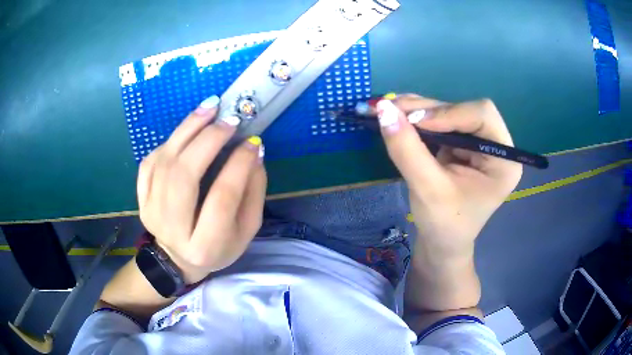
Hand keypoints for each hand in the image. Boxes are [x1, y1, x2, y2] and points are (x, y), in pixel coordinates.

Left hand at [136, 96, 266, 284]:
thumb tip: (254, 151)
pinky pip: (150, 162)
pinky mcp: (141, 199)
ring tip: (210, 108)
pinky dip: (169, 142)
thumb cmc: (218, 247)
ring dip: (187, 129)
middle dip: (208, 140)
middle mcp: (173, 228)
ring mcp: (151, 212)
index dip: (239, 164)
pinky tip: (186, 131)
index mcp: (206, 245)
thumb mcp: (247, 229)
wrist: (177, 259)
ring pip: (164, 163)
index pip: (223, 197)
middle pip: (185, 175)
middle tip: (229, 119)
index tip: (253, 141)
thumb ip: (254, 193)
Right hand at [376, 94, 521, 256]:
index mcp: (504, 160)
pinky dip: (417, 119)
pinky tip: (398, 118)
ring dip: (418, 110)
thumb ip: (407, 149)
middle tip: (392, 109)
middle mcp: (495, 145)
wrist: (441, 245)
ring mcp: (477, 143)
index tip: (413, 121)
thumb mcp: (426, 189)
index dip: (448, 113)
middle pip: (463, 110)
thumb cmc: (443, 225)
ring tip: (388, 111)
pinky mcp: (462, 145)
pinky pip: (440, 122)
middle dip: (427, 109)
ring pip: (449, 112)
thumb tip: (383, 109)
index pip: (482, 115)